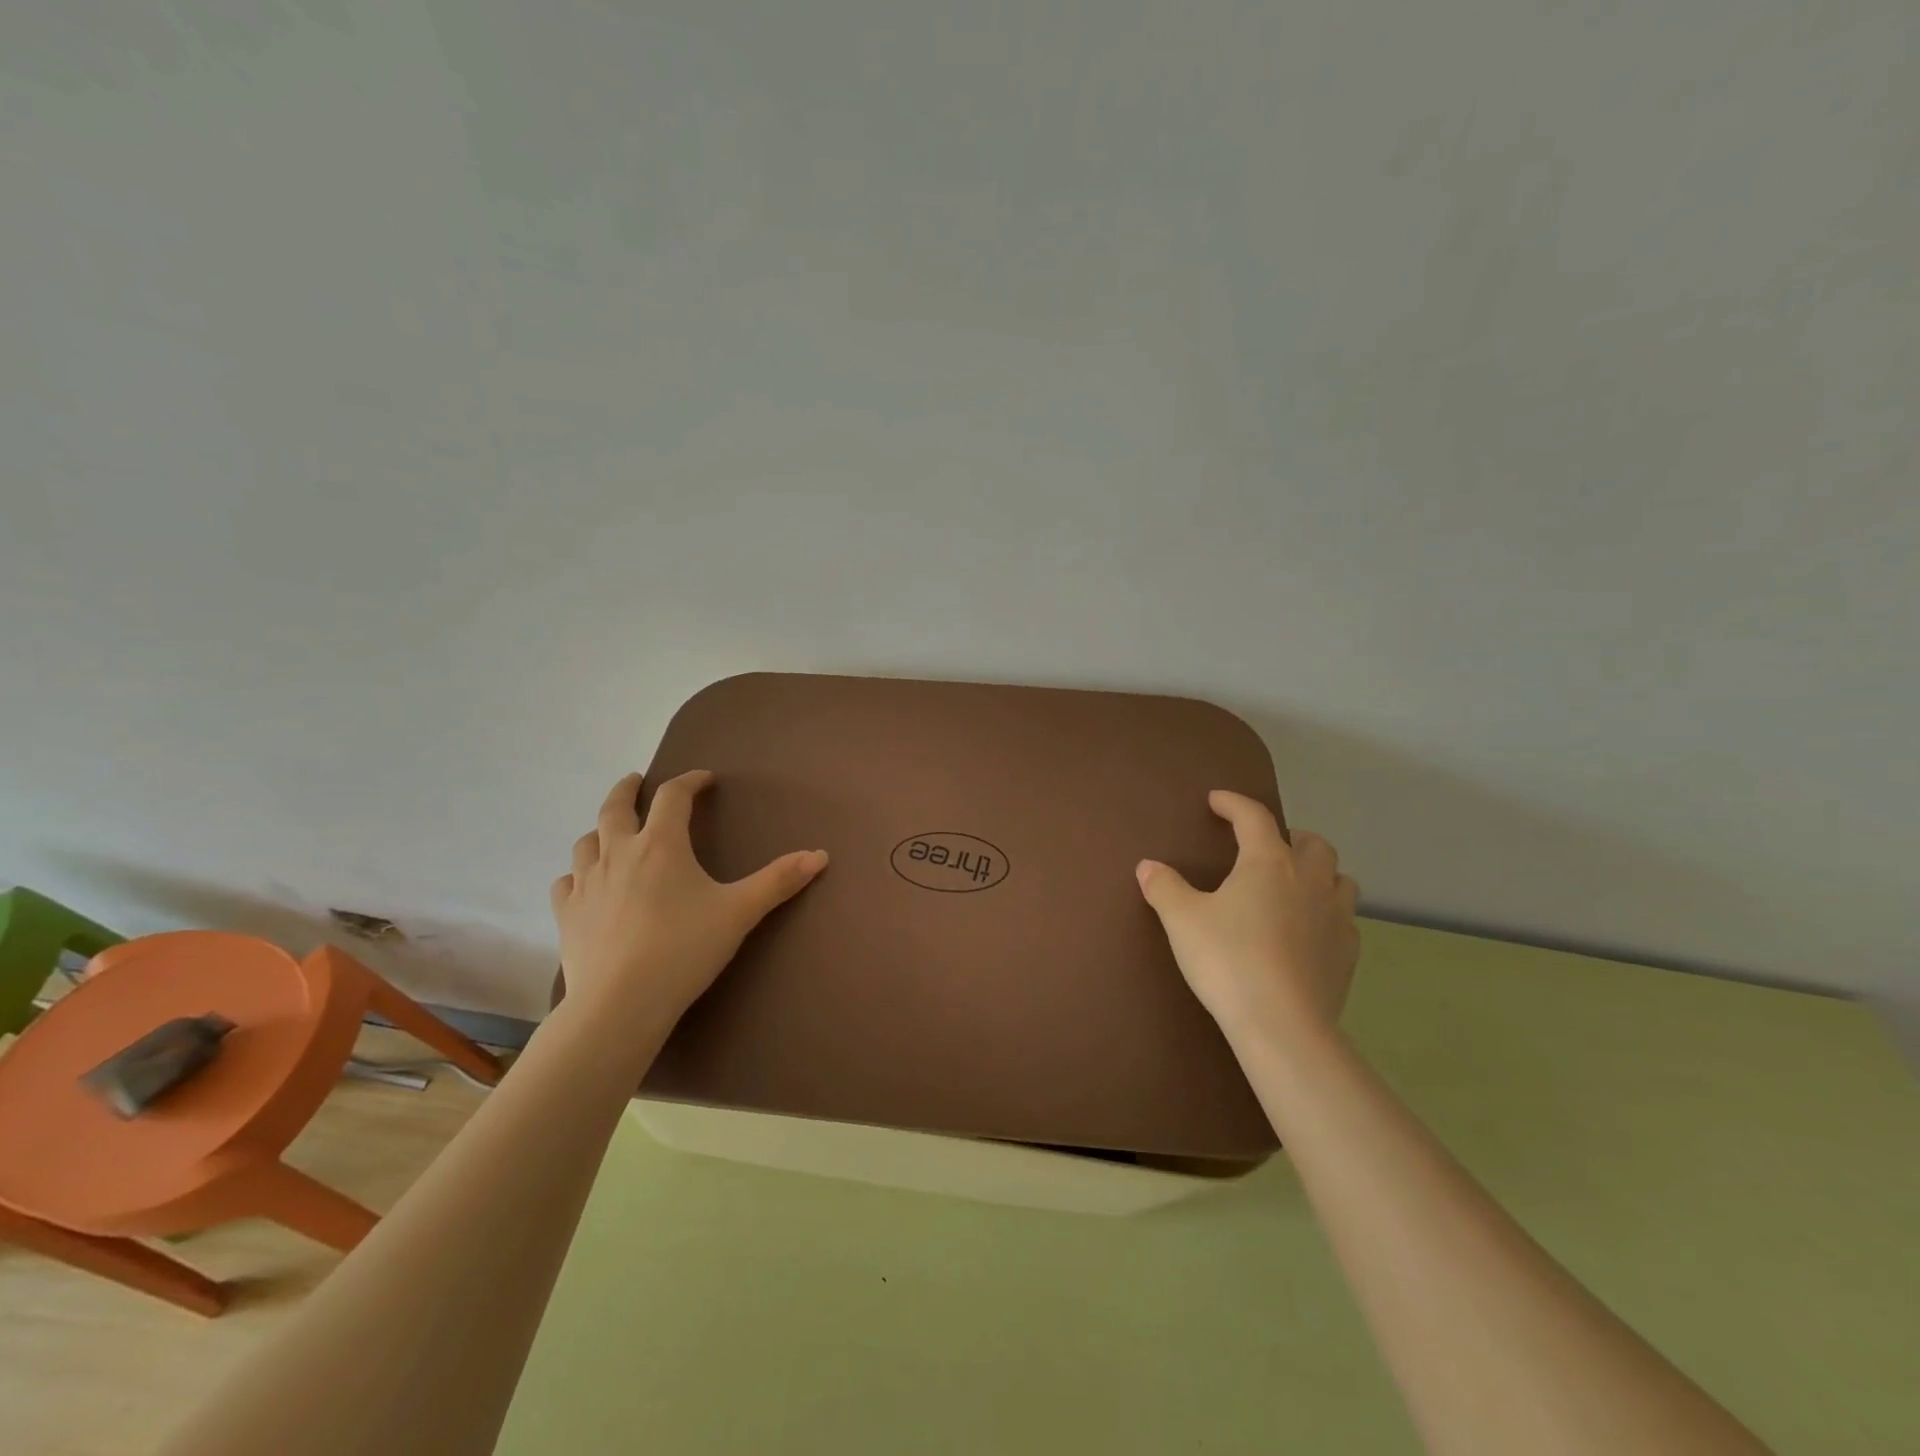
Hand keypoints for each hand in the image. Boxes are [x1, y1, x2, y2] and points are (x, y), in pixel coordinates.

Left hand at [550, 770, 828, 1031]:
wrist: (621, 1003)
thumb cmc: (684, 949)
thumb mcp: (740, 912)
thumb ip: (779, 881)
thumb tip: (821, 855)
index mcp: (661, 844)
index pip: (673, 796)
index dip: (689, 781)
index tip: (703, 779)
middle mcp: (618, 853)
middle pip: (615, 806)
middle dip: (628, 789)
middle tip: (636, 781)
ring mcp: (587, 883)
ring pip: (587, 841)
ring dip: (601, 829)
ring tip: (612, 832)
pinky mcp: (566, 915)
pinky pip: (566, 882)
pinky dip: (578, 874)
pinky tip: (585, 883)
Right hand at [1136, 791, 1358, 1049]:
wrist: (1281, 1024)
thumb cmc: (1227, 960)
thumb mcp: (1182, 920)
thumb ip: (1164, 888)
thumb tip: (1148, 866)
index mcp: (1268, 862)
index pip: (1254, 817)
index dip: (1234, 804)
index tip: (1217, 801)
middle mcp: (1309, 880)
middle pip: (1313, 843)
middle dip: (1290, 837)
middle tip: (1266, 847)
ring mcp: (1336, 917)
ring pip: (1339, 878)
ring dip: (1319, 873)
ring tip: (1295, 885)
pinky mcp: (1347, 954)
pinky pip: (1344, 919)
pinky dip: (1328, 913)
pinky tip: (1309, 931)